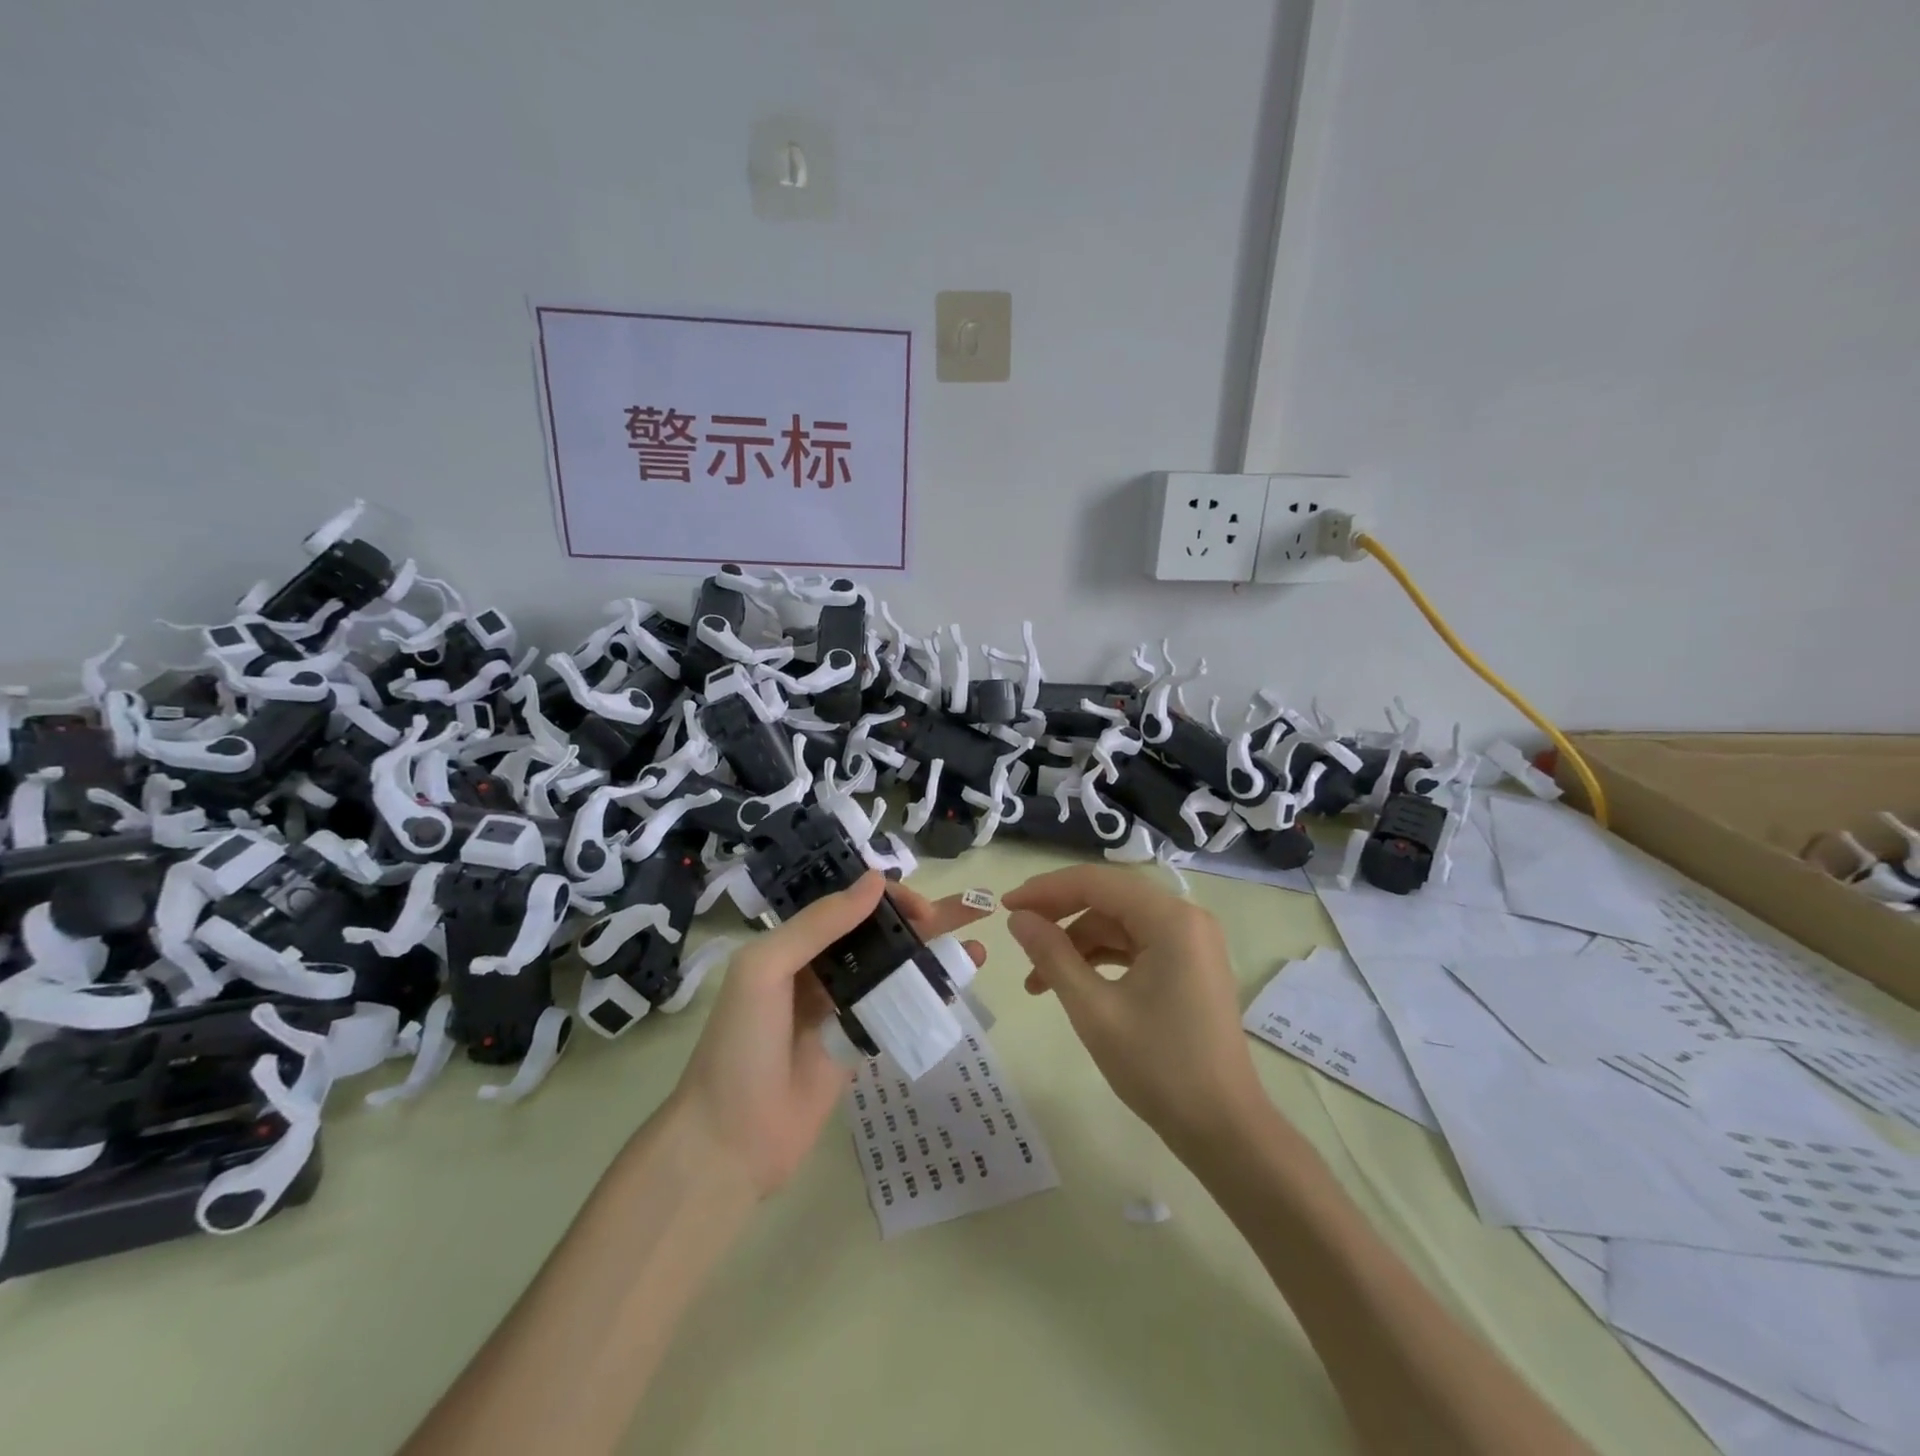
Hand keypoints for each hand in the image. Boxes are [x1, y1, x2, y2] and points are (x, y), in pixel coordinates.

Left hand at [670, 871, 990, 1198]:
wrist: (730, 1142)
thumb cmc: (740, 1046)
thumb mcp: (765, 970)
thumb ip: (819, 924)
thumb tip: (876, 881)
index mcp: (794, 943)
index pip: (851, 904)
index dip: (889, 898)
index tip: (923, 909)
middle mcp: (820, 967)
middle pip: (880, 933)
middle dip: (924, 919)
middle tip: (972, 912)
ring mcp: (841, 1007)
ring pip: (894, 969)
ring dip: (932, 955)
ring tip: (976, 950)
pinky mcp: (857, 1043)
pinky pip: (896, 1009)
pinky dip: (925, 996)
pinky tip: (954, 991)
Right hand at [1004, 865, 1263, 1155]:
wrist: (1223, 1129)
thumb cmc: (1158, 1067)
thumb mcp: (1093, 1009)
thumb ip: (1052, 955)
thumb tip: (1018, 919)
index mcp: (1171, 919)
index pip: (1096, 882)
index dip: (1046, 890)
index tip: (1005, 906)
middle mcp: (1187, 918)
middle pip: (1109, 897)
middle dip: (1059, 914)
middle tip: (1017, 932)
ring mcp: (1192, 942)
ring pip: (1119, 923)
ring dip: (1076, 943)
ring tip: (1036, 980)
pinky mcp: (1189, 966)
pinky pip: (1136, 944)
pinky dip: (1101, 958)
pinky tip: (1071, 983)